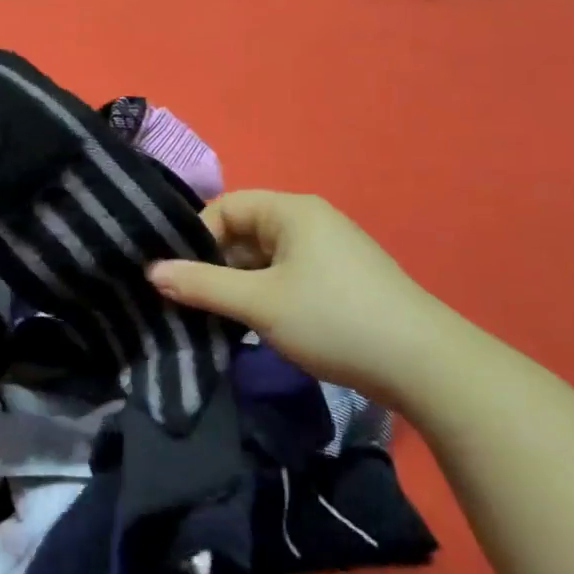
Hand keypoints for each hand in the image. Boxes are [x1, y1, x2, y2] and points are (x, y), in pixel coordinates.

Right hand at [147, 191, 450, 406]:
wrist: (423, 365)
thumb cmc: (333, 319)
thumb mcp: (258, 303)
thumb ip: (201, 285)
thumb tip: (150, 272)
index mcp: (292, 210)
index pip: (225, 208)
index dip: (195, 238)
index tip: (175, 276)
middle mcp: (310, 221)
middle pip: (244, 232)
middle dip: (214, 264)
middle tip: (188, 300)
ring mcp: (329, 251)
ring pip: (264, 259)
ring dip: (237, 284)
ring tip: (215, 317)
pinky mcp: (340, 281)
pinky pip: (286, 276)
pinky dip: (263, 295)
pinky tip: (253, 324)